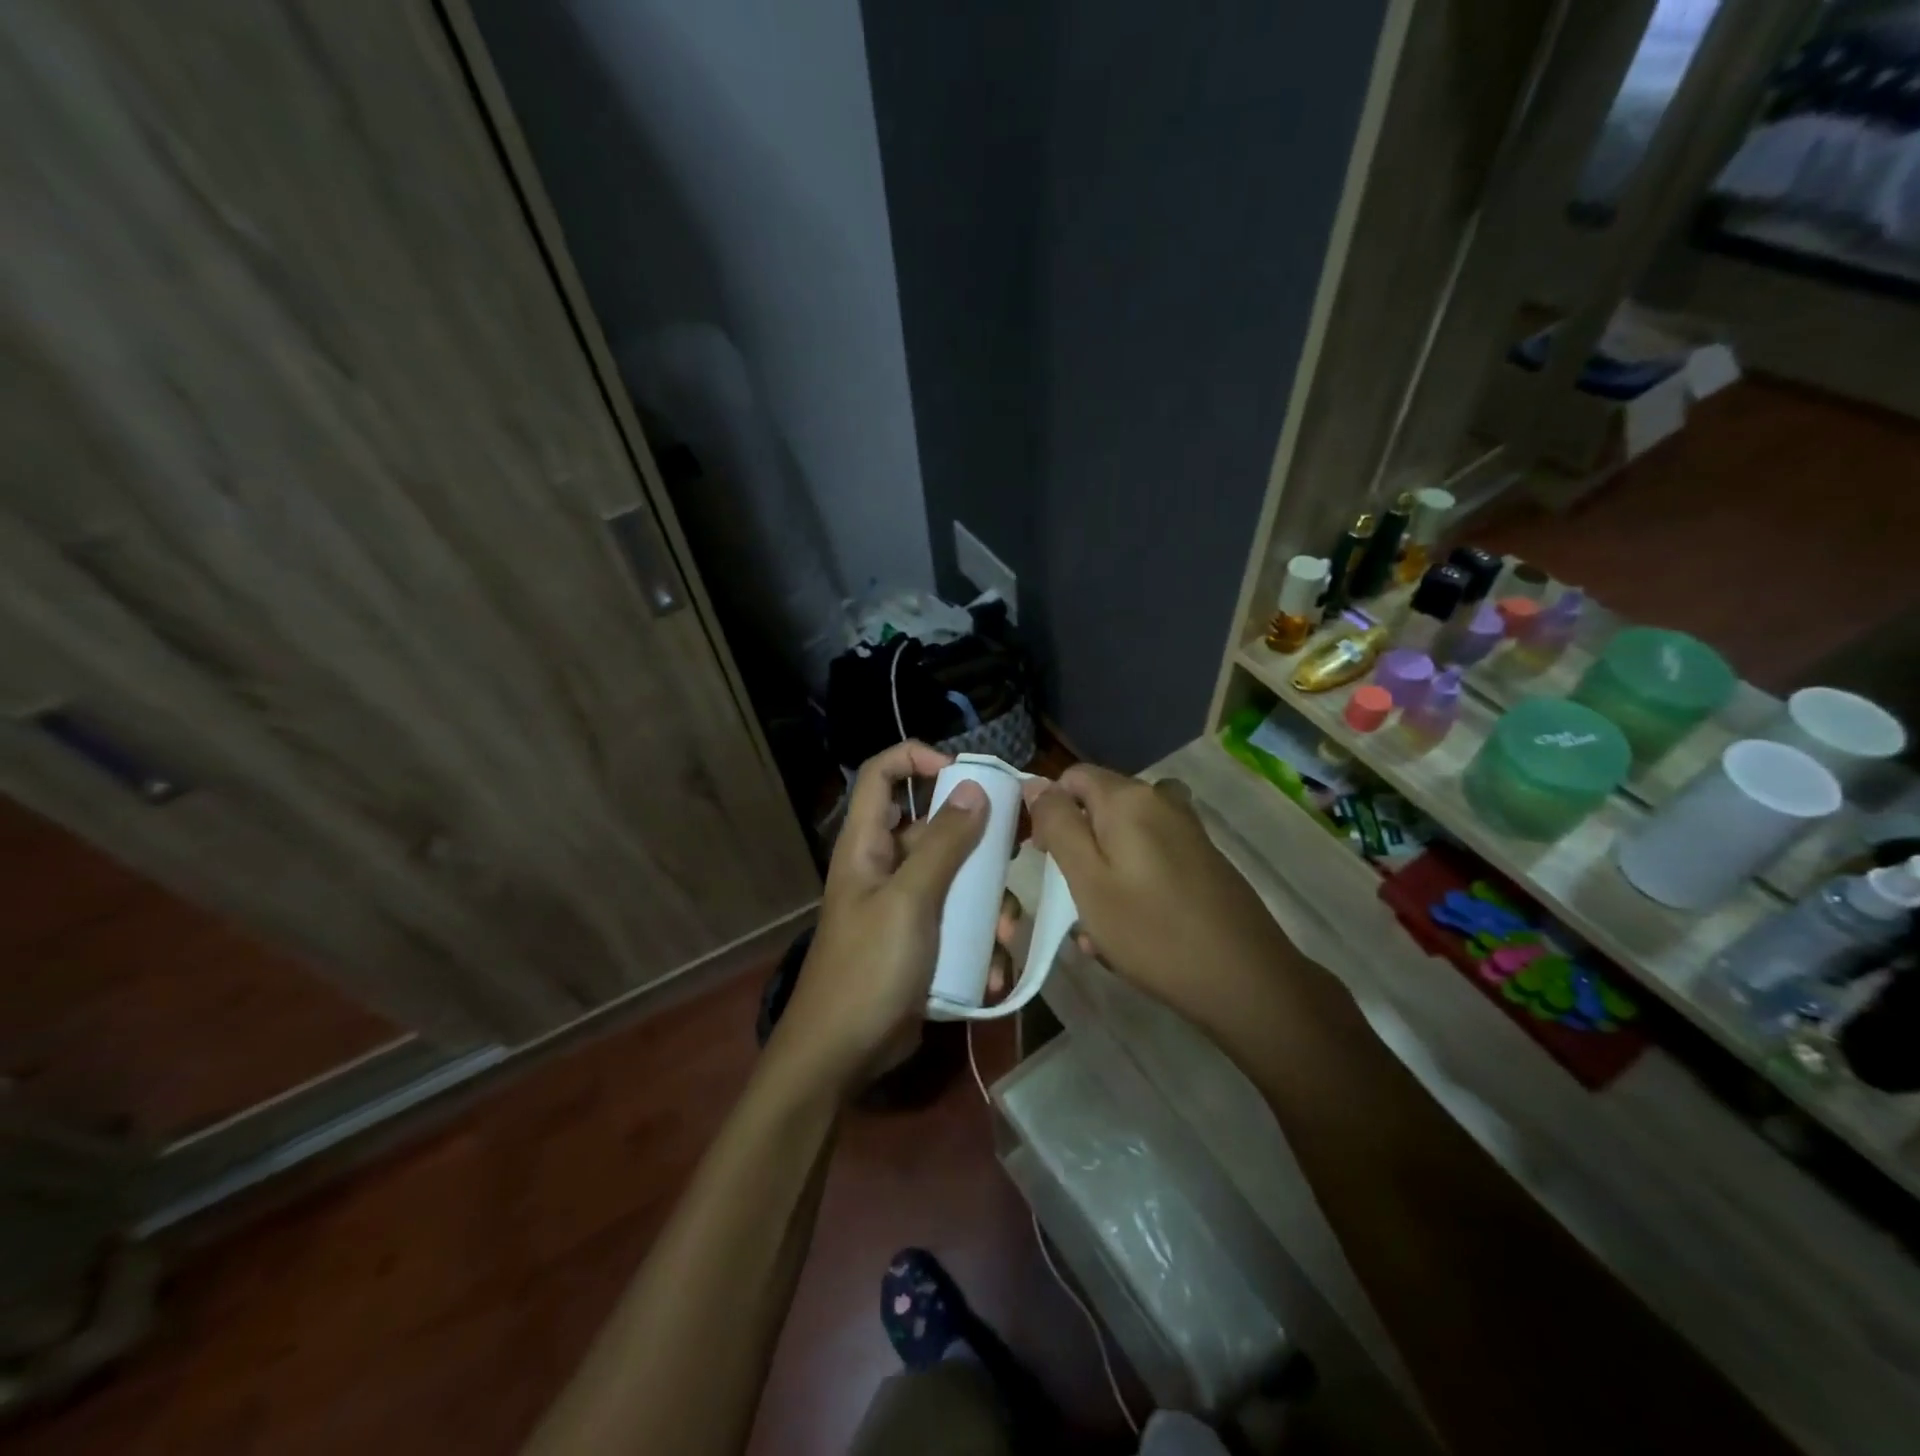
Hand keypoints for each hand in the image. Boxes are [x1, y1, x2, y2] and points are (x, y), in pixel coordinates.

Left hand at [773, 742, 987, 1095]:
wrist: (841, 1055)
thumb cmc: (868, 969)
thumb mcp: (909, 902)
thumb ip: (942, 845)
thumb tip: (974, 788)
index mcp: (867, 845)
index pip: (881, 775)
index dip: (916, 758)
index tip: (964, 772)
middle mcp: (884, 867)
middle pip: (933, 827)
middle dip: (977, 843)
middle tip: (1014, 855)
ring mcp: (903, 906)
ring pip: (955, 879)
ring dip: (987, 902)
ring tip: (1006, 932)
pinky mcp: (920, 942)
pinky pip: (958, 923)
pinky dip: (979, 941)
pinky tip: (991, 971)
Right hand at [1020, 764, 1293, 1039]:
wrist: (1246, 979)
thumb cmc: (1153, 931)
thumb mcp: (1088, 879)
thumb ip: (1058, 825)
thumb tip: (1036, 783)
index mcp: (1129, 798)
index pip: (1072, 778)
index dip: (1050, 811)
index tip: (1044, 857)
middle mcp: (1161, 800)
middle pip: (1100, 805)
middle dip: (1078, 845)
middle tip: (1071, 898)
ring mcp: (1188, 829)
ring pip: (1125, 837)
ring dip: (1105, 869)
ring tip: (1100, 921)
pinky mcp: (1204, 858)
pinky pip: (1152, 857)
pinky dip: (1134, 882)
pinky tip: (1134, 928)